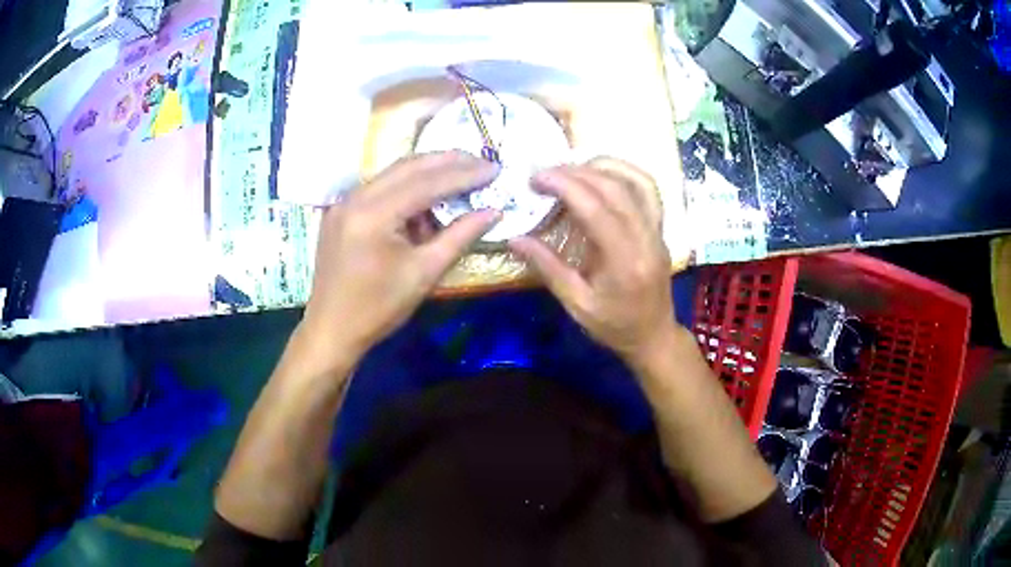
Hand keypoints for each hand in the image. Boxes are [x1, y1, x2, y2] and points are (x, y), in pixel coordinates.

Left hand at [301, 151, 499, 369]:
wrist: (331, 330)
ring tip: (462, 172)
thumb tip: (494, 211)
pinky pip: (380, 187)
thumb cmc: (379, 309)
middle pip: (409, 167)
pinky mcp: (341, 210)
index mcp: (373, 215)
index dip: (464, 174)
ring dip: (428, 171)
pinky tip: (428, 195)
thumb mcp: (425, 273)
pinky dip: (407, 186)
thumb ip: (460, 236)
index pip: (427, 183)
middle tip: (482, 162)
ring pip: (394, 173)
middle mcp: (355, 197)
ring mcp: (344, 202)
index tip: (495, 169)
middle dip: (448, 161)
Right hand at [509, 158, 677, 366]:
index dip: (565, 186)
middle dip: (576, 173)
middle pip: (614, 189)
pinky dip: (624, 172)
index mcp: (624, 263)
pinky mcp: (661, 227)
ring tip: (571, 168)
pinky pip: (648, 189)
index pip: (596, 209)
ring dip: (601, 166)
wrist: (653, 336)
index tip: (536, 179)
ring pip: (636, 182)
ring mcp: (658, 231)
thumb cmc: (614, 326)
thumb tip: (514, 239)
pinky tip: (601, 172)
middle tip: (544, 173)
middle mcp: (646, 239)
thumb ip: (548, 268)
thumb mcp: (576, 305)